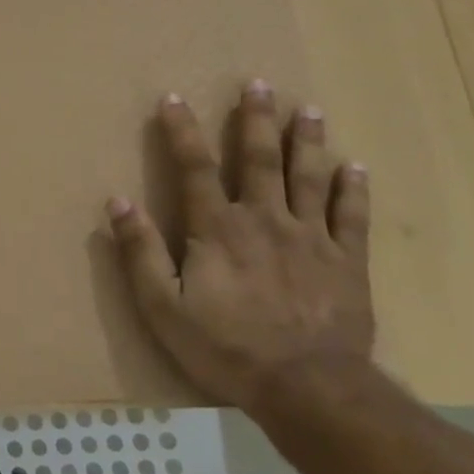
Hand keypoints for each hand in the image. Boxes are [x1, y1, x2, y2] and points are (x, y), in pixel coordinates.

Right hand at [106, 81, 374, 412]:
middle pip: (259, 160)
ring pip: (309, 178)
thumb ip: (141, 251)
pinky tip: (355, 166)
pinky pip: (352, 216)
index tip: (173, 98)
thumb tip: (119, 201)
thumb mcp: (162, 305)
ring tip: (308, 109)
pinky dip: (353, 189)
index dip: (182, 131)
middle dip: (255, 120)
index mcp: (217, 229)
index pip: (195, 168)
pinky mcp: (348, 263)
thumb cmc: (224, 347)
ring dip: (306, 141)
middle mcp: (265, 220)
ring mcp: (312, 239)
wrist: (308, 388)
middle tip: (260, 84)